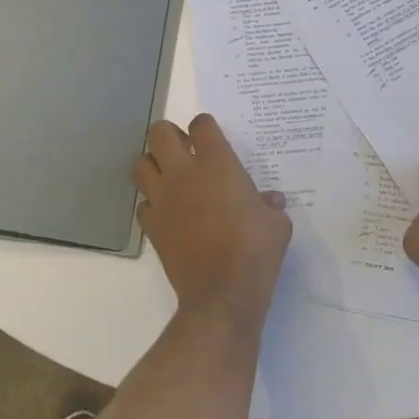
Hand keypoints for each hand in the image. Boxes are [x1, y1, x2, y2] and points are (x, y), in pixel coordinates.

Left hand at [134, 114, 291, 327]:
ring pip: (140, 164)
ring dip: (152, 165)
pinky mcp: (152, 226)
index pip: (201, 124)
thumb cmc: (255, 251)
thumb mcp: (277, 224)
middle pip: (159, 133)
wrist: (222, 293)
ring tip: (168, 176)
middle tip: (183, 149)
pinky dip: (152, 204)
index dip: (205, 127)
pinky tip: (167, 213)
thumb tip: (271, 200)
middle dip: (168, 135)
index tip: (211, 138)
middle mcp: (184, 173)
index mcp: (217, 164)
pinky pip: (143, 204)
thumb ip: (270, 205)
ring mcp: (163, 199)